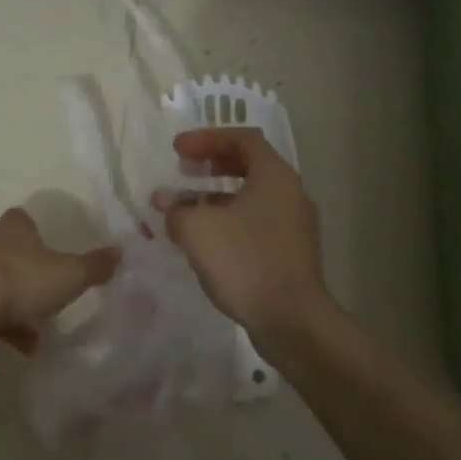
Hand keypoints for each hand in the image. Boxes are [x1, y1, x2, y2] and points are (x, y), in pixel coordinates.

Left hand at [0, 207, 118, 351]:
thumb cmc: (21, 281)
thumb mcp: (68, 276)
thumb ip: (93, 265)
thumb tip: (120, 250)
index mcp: (13, 229)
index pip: (22, 219)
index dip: (33, 232)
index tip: (46, 249)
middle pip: (4, 250)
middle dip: (22, 272)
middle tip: (42, 298)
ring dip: (7, 302)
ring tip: (29, 336)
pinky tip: (5, 345)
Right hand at [152, 127, 329, 341]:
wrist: (292, 321)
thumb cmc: (244, 261)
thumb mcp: (197, 228)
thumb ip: (176, 208)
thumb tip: (167, 202)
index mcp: (274, 176)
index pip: (242, 138)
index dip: (206, 138)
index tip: (177, 150)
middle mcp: (290, 193)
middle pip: (249, 164)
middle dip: (212, 163)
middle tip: (183, 169)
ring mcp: (294, 225)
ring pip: (251, 196)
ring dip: (215, 195)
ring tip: (184, 206)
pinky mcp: (290, 253)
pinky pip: (255, 222)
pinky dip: (228, 219)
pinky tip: (204, 238)